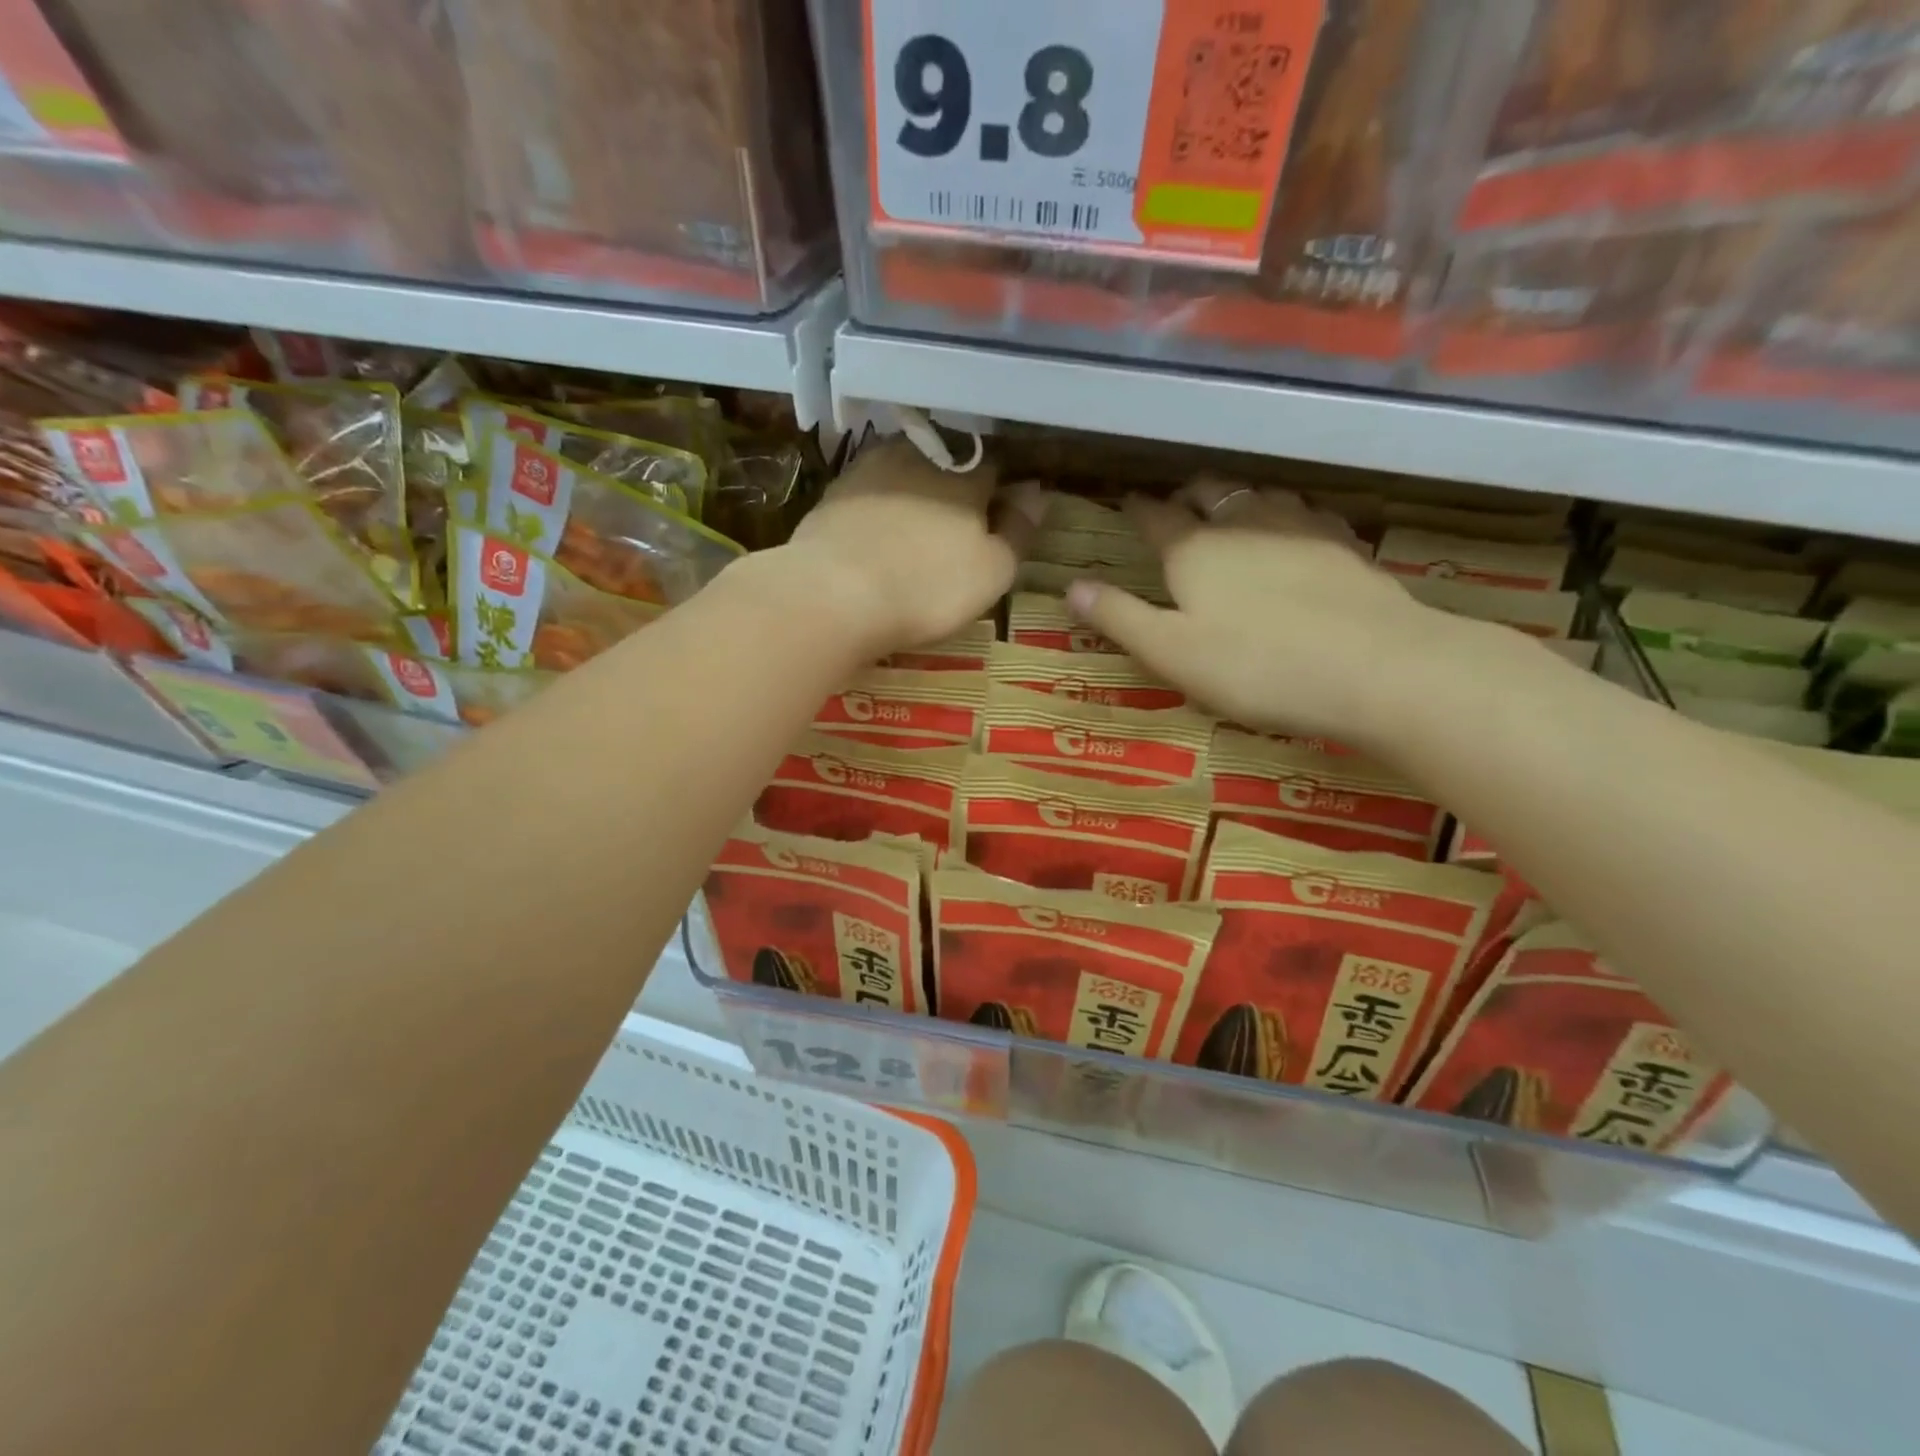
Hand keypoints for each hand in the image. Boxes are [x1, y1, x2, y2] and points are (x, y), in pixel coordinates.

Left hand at [781, 441, 1042, 656]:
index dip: (1002, 488)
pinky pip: (869, 494)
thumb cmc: (928, 587)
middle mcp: (918, 457)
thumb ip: (1018, 530)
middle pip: (947, 463)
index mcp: (966, 473)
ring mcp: (869, 470)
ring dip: (915, 491)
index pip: (995, 466)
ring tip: (917, 527)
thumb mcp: (993, 571)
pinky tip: (878, 535)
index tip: (1002, 513)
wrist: (833, 593)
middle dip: (957, 486)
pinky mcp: (832, 495)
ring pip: (904, 471)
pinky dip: (880, 509)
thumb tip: (1036, 494)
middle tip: (958, 524)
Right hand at [1065, 478, 1490, 747]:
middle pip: (1209, 493)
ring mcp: (1299, 527)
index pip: (1155, 517)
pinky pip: (1306, 512)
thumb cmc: (1254, 666)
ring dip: (1237, 496)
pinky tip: (1294, 526)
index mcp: (1193, 551)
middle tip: (1176, 504)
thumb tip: (1070, 586)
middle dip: (1187, 494)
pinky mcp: (1343, 544)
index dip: (1137, 509)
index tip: (1126, 502)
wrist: (1373, 667)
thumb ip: (1120, 617)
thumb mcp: (1170, 653)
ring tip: (1230, 507)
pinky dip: (1287, 512)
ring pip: (1259, 493)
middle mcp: (1242, 524)